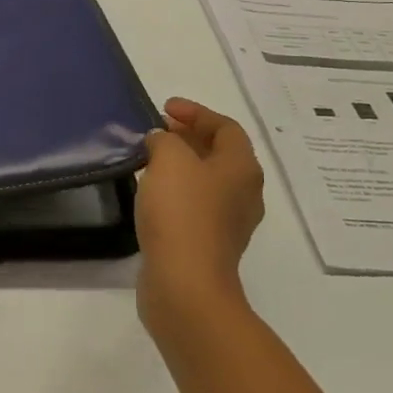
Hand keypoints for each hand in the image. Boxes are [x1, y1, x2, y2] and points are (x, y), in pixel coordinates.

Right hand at [136, 97, 265, 336]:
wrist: (185, 283)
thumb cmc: (182, 213)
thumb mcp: (169, 159)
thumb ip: (164, 139)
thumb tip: (161, 141)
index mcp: (242, 168)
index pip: (226, 127)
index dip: (196, 112)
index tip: (164, 108)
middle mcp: (243, 193)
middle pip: (219, 154)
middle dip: (188, 137)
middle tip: (156, 131)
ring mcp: (228, 223)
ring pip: (206, 181)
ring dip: (181, 165)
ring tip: (148, 159)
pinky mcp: (209, 245)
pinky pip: (195, 205)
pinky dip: (176, 191)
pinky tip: (151, 193)